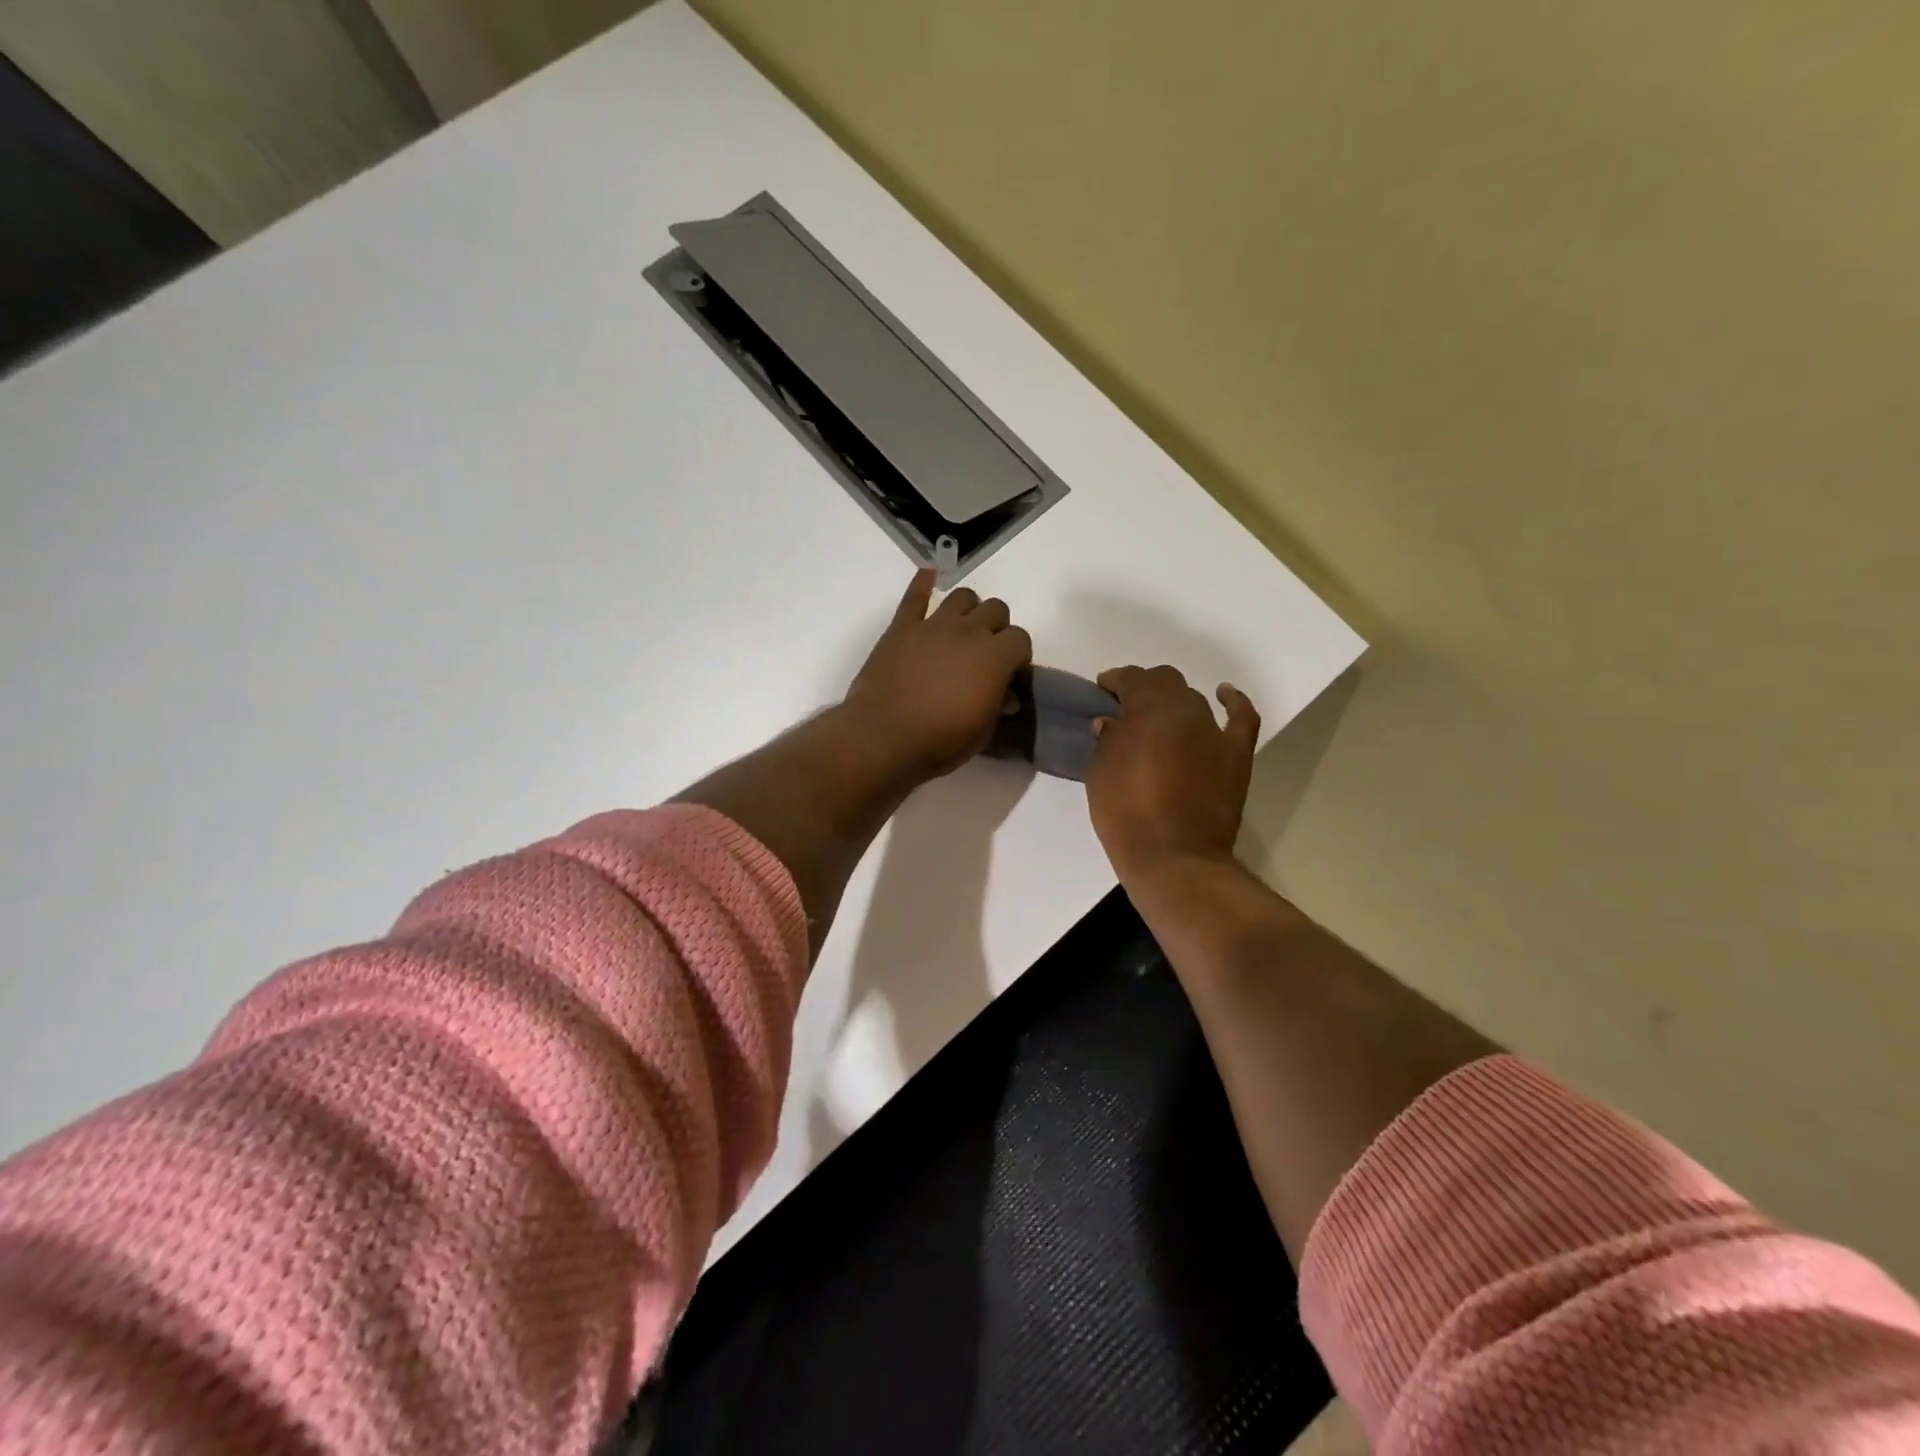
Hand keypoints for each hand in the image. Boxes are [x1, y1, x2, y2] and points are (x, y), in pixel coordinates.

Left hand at [841, 570, 1032, 782]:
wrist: (884, 737)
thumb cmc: (940, 741)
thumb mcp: (981, 732)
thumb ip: (997, 707)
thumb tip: (1007, 696)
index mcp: (996, 657)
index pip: (1021, 639)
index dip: (1018, 655)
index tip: (1009, 672)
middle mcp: (969, 631)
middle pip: (996, 609)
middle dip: (997, 628)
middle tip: (986, 652)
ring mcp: (933, 625)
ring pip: (962, 596)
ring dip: (968, 609)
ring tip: (962, 628)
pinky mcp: (902, 627)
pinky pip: (915, 596)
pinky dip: (923, 583)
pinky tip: (928, 575)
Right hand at [1086, 666, 1260, 883]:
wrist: (1175, 857)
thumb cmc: (1126, 814)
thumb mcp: (1099, 773)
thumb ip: (1107, 740)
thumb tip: (1113, 723)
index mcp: (1148, 709)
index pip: (1131, 679)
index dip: (1115, 681)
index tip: (1102, 692)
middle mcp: (1184, 709)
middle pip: (1165, 681)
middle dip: (1144, 688)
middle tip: (1127, 709)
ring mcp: (1215, 730)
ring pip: (1194, 699)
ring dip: (1174, 703)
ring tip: (1160, 720)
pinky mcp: (1237, 754)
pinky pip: (1241, 717)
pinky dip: (1232, 702)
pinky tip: (1224, 694)